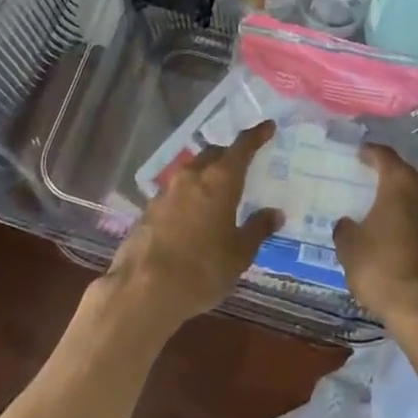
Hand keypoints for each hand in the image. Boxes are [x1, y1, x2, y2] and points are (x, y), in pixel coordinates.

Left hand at [106, 120, 282, 335]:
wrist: (143, 290)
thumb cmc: (202, 268)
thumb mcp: (239, 253)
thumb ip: (258, 229)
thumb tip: (275, 213)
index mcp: (219, 180)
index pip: (241, 148)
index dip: (256, 136)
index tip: (267, 126)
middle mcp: (191, 177)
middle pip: (213, 155)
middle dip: (228, 156)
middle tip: (241, 166)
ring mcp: (166, 192)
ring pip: (191, 173)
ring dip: (205, 176)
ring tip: (217, 194)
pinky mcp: (148, 211)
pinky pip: (175, 194)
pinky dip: (188, 197)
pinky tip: (192, 217)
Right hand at [333, 145, 417, 329]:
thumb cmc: (385, 269)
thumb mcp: (351, 250)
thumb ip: (346, 230)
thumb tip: (347, 223)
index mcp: (401, 182)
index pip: (385, 156)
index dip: (371, 153)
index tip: (360, 153)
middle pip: (414, 174)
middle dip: (398, 178)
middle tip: (380, 187)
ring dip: (415, 203)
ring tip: (396, 215)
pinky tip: (411, 242)